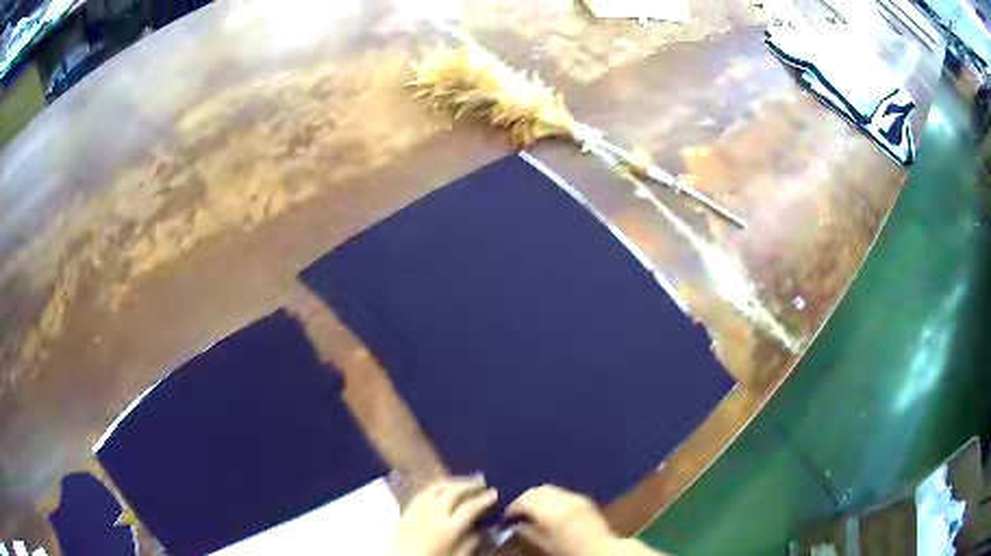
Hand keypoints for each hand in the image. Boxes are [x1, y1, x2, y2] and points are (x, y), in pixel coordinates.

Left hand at [390, 476, 497, 555]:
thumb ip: (471, 543)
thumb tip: (483, 530)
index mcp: (448, 529)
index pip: (470, 507)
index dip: (484, 499)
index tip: (495, 493)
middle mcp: (431, 516)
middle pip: (451, 492)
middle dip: (468, 485)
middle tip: (482, 482)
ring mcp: (414, 513)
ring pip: (433, 489)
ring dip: (450, 482)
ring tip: (462, 482)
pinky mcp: (402, 516)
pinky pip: (418, 496)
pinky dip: (431, 489)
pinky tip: (438, 491)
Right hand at [506, 485, 620, 555]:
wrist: (603, 549)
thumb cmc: (572, 551)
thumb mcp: (547, 545)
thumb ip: (529, 532)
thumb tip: (515, 525)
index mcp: (553, 512)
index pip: (525, 501)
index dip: (513, 507)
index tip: (507, 516)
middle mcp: (564, 500)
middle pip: (536, 491)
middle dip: (524, 499)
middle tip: (516, 512)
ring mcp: (575, 497)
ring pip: (548, 488)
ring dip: (537, 496)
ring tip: (531, 510)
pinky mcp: (583, 498)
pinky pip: (561, 492)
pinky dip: (550, 497)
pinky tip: (548, 509)